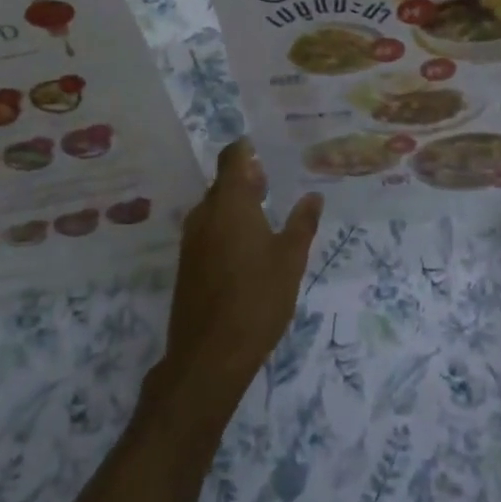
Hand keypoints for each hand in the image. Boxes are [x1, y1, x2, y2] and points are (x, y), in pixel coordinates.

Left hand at [159, 139, 321, 401]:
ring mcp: (191, 240)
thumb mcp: (290, 259)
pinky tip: (246, 247)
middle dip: (245, 180)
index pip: (232, 159)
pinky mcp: (187, 265)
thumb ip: (302, 223)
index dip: (245, 149)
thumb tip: (313, 196)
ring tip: (264, 213)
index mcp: (230, 204)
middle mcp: (205, 214)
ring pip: (214, 209)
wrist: (209, 355)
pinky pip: (208, 231)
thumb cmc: (257, 298)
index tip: (261, 146)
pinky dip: (225, 227)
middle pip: (222, 184)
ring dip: (235, 205)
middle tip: (272, 182)